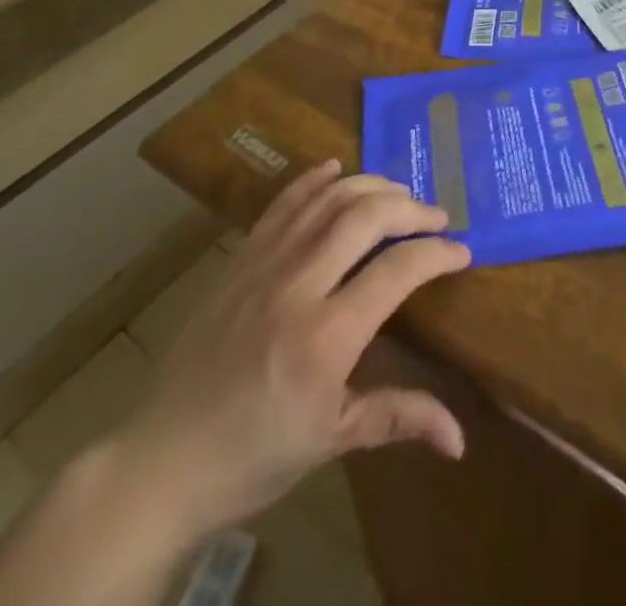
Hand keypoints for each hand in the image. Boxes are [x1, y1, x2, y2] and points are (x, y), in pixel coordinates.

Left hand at [110, 161, 470, 538]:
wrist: (164, 455)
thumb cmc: (255, 455)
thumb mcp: (332, 440)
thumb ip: (398, 418)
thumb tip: (461, 438)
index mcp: (327, 337)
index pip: (397, 271)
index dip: (435, 254)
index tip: (461, 251)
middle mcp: (299, 284)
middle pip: (366, 217)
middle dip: (410, 209)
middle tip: (437, 217)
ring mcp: (265, 263)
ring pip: (328, 200)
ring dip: (370, 186)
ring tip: (399, 195)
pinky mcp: (241, 256)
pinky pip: (282, 204)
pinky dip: (313, 180)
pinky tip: (335, 169)